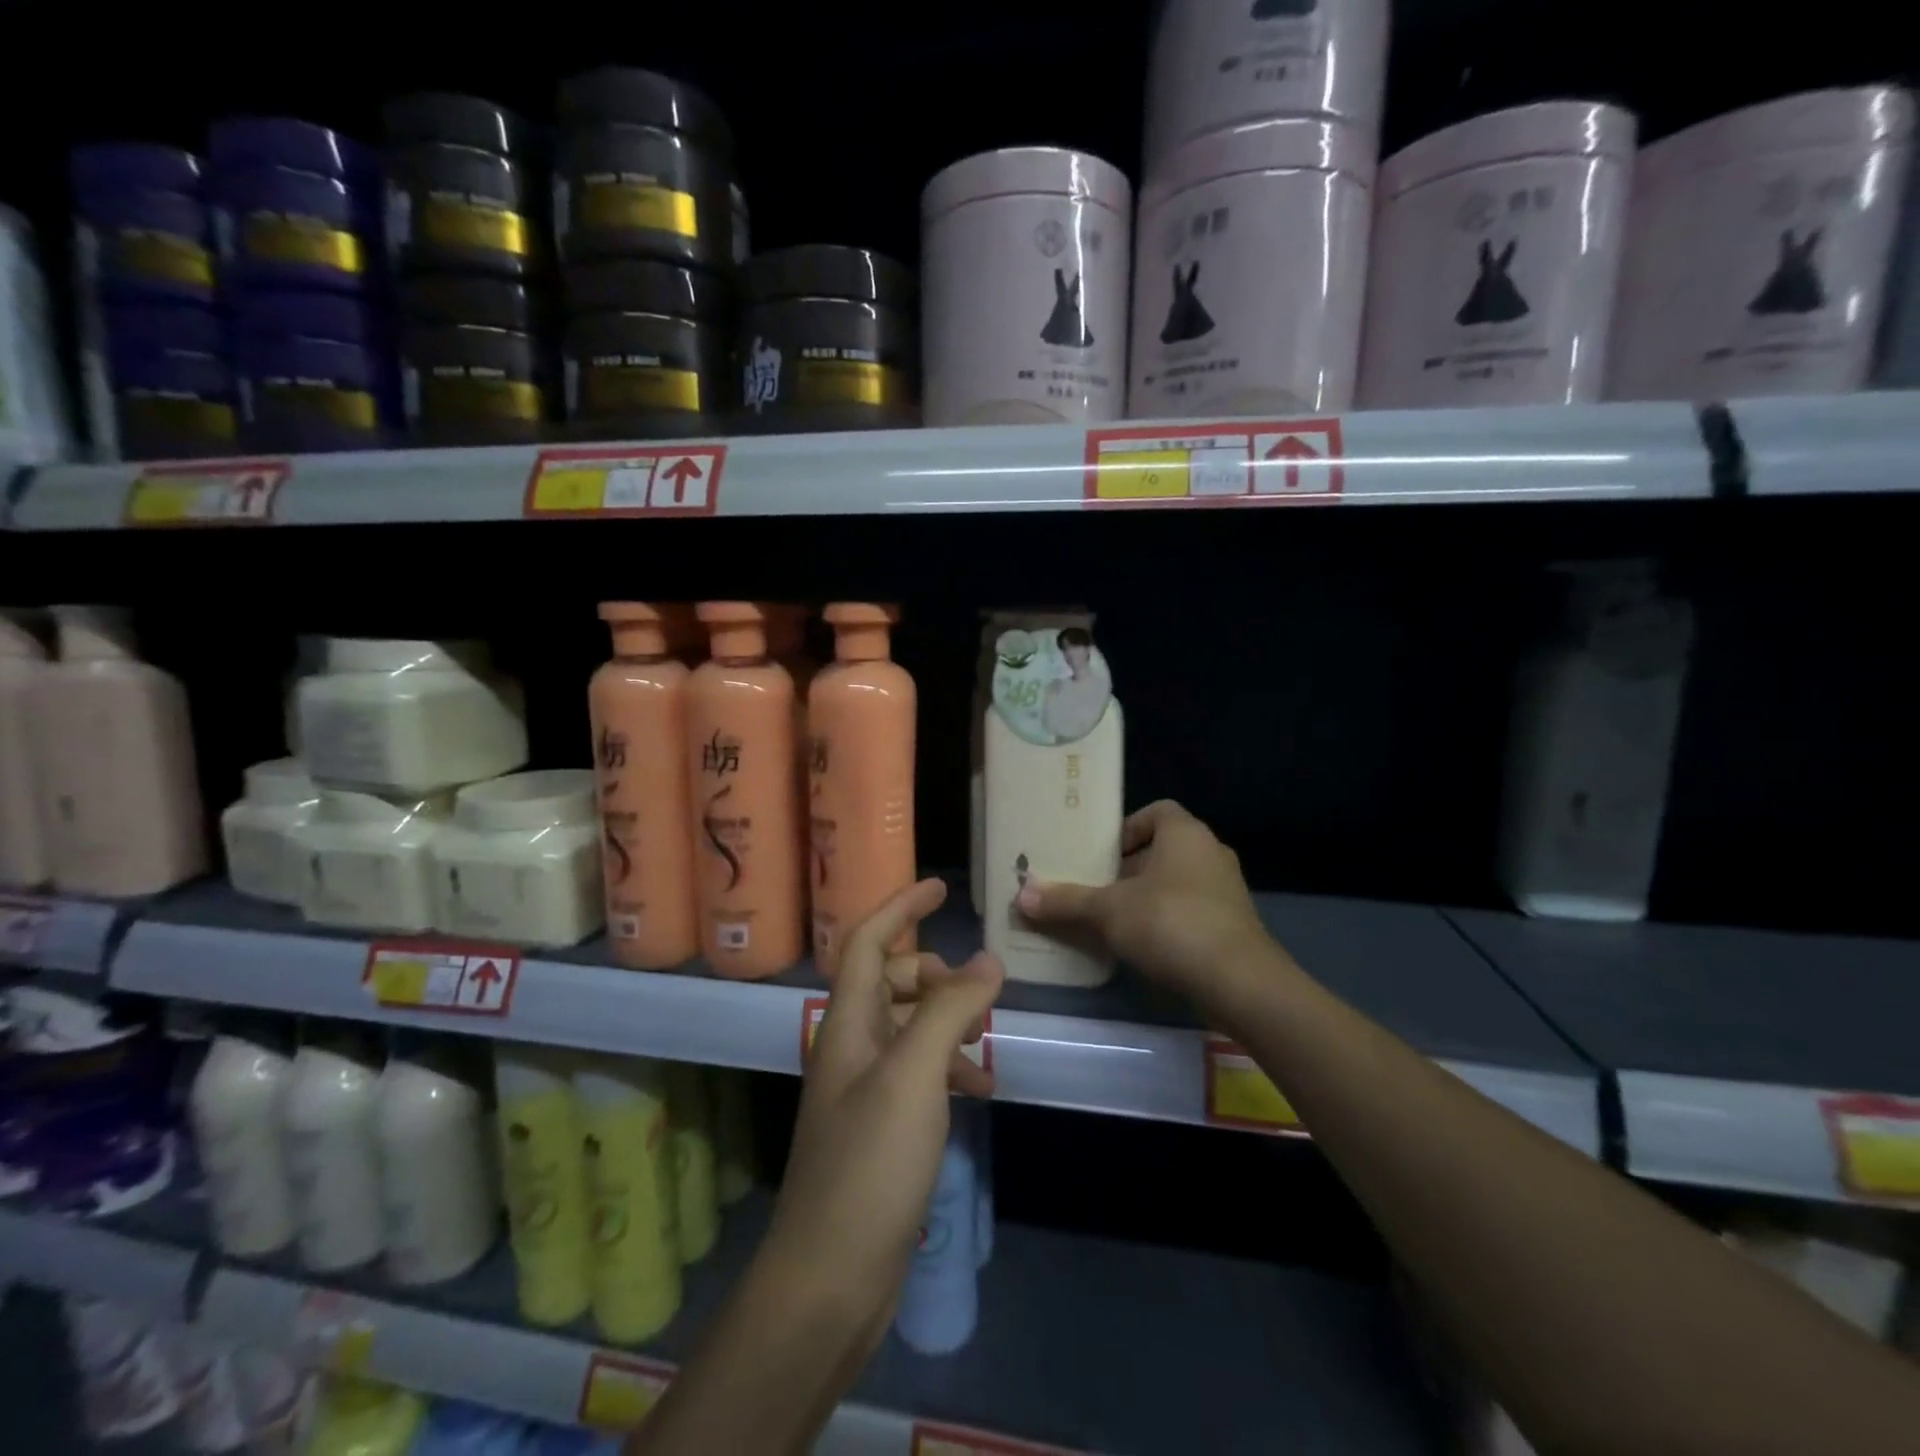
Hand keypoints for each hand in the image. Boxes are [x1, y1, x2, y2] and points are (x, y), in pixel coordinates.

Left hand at [763, 878, 1001, 1354]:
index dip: (899, 908)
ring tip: (986, 1043)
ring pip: (907, 1026)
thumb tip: (987, 960)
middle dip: (933, 974)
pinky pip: (917, 1072)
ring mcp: (863, 1088)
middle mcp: (849, 1046)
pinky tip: (978, 1090)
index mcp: (846, 1023)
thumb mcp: (915, 1076)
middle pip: (889, 981)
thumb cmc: (869, 1165)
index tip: (939, 889)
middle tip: (976, 987)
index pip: (865, 941)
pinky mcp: (879, 1127)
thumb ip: (950, 1011)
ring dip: (947, 1022)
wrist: (829, 1278)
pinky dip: (948, 1067)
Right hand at [1015, 799, 1269, 999]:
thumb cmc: (1171, 924)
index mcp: (1186, 834)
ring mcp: (1227, 891)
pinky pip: (1191, 911)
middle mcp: (1211, 853)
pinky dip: (1167, 921)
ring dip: (1147, 896)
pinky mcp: (1233, 926)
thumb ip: (1066, 901)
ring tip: (1112, 919)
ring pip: (1177, 882)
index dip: (1127, 828)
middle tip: (1095, 888)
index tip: (1101, 854)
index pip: (1156, 811)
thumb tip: (1021, 895)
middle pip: (1163, 848)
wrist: (1240, 984)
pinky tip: (1142, 946)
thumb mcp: (1108, 911)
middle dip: (1129, 868)